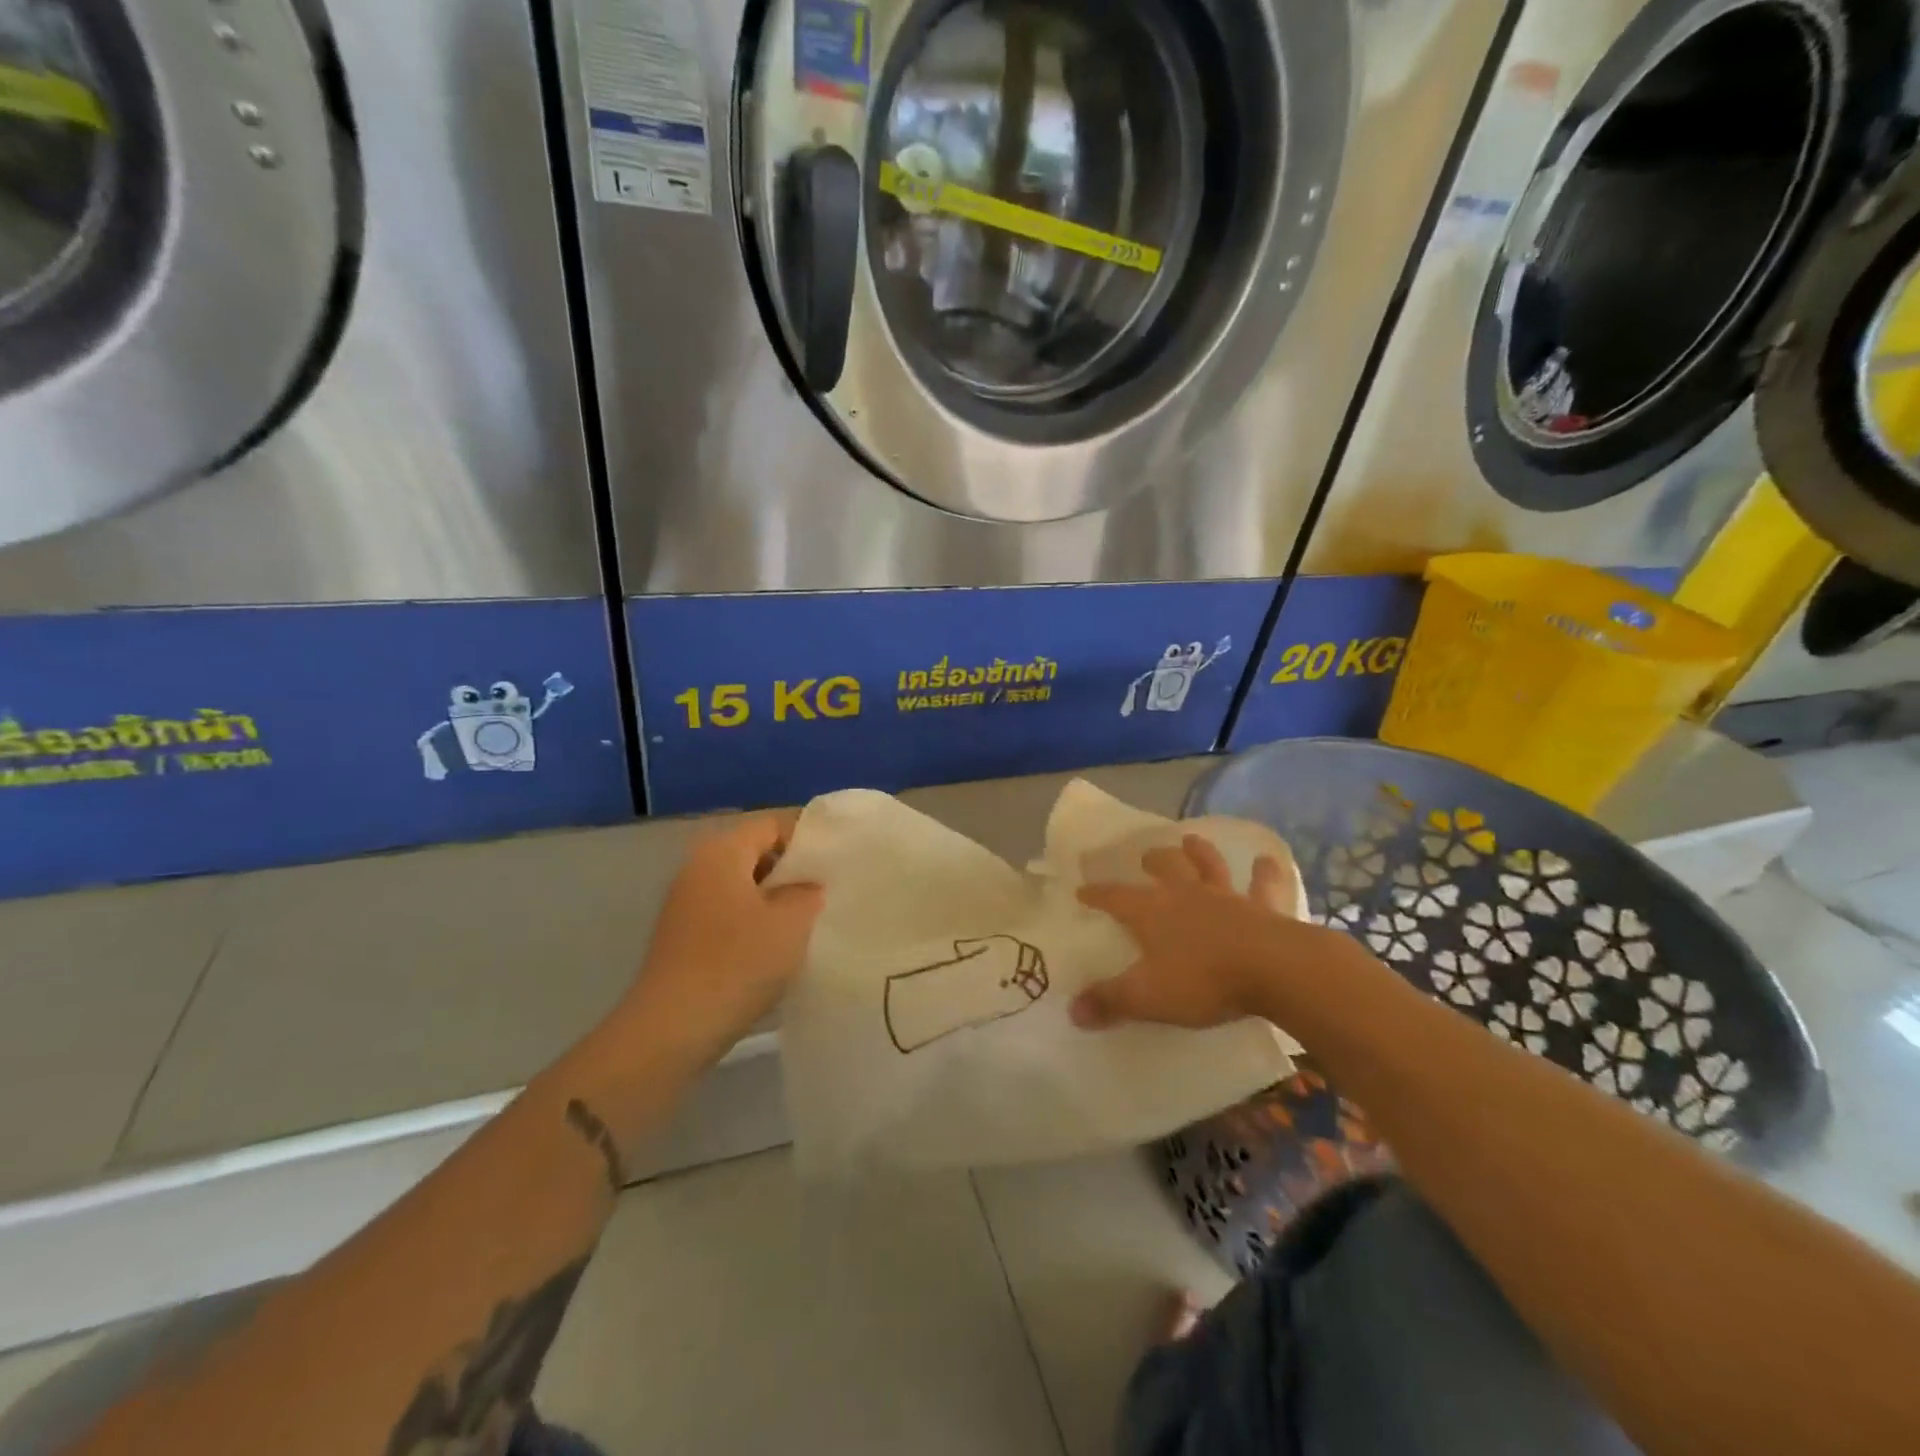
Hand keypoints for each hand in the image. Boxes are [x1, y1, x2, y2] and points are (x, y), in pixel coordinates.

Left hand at [619, 813, 824, 1060]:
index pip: (772, 823)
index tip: (839, 859)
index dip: (809, 836)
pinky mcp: (683, 937)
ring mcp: (686, 903)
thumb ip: (809, 893)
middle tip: (830, 890)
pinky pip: (729, 914)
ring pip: (743, 886)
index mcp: (722, 851)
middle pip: (756, 852)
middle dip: (793, 870)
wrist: (671, 1030)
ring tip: (811, 921)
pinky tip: (778, 948)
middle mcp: (698, 867)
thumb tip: (808, 886)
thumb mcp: (791, 923)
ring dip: (776, 899)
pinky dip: (755, 922)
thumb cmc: (736, 963)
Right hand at [1071, 834, 1366, 1030]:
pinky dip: (1266, 872)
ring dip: (1200, 851)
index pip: (1114, 897)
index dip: (1096, 894)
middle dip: (1152, 860)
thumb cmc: (1203, 980)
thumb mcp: (1148, 997)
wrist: (1273, 969)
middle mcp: (1186, 895)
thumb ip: (1110, 1001)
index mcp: (1152, 911)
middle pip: (1164, 868)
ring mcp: (1226, 897)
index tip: (1082, 890)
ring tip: (1191, 839)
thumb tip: (1073, 1011)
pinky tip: (1268, 860)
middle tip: (1145, 855)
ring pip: (1209, 866)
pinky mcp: (1263, 908)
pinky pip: (1264, 885)